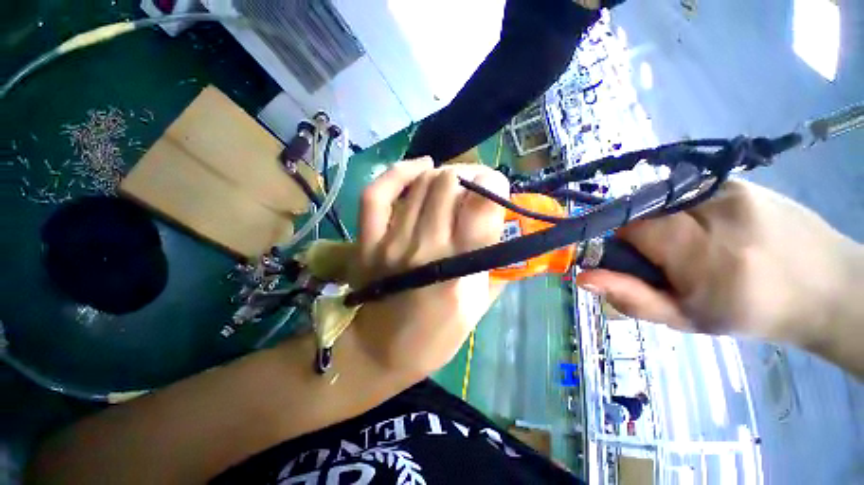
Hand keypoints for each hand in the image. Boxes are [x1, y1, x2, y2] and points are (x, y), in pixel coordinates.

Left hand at [351, 158, 508, 376]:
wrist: (377, 352)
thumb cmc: (433, 337)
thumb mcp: (476, 306)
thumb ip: (492, 264)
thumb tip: (503, 229)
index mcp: (458, 268)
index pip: (482, 204)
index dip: (495, 185)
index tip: (497, 190)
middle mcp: (424, 247)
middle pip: (448, 182)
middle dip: (470, 175)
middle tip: (475, 187)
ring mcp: (390, 241)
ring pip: (420, 182)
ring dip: (442, 175)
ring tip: (452, 184)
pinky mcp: (366, 240)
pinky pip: (377, 193)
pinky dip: (398, 172)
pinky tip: (420, 168)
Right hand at [576, 179, 856, 347]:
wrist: (827, 289)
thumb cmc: (751, 314)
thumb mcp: (684, 318)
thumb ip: (630, 297)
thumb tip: (583, 277)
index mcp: (700, 251)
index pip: (628, 228)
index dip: (623, 245)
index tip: (639, 262)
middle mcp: (713, 208)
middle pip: (644, 211)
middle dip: (644, 235)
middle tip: (671, 259)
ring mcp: (729, 188)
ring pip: (663, 201)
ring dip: (666, 223)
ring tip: (699, 246)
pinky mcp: (739, 180)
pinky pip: (688, 192)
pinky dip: (687, 211)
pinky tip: (716, 230)